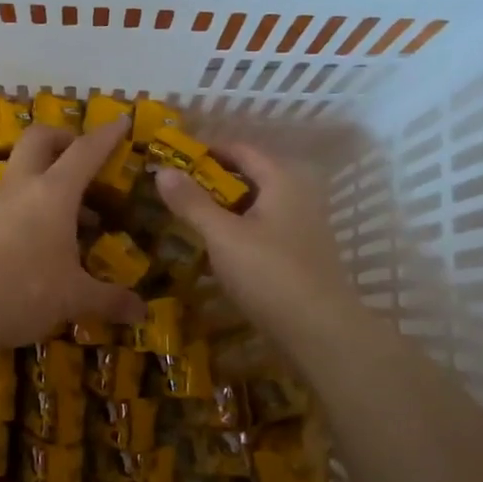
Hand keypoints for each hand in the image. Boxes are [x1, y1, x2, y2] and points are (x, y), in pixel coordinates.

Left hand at [0, 119, 148, 351]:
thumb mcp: (74, 298)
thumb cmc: (23, 291)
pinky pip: (7, 204)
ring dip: (46, 181)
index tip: (121, 121)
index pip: (84, 152)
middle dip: (63, 138)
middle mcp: (21, 188)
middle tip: (83, 158)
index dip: (106, 135)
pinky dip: (28, 210)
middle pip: (39, 140)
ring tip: (72, 218)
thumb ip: (109, 300)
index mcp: (53, 193)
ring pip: (20, 173)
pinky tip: (39, 244)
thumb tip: (141, 313)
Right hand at [154, 143, 350, 334]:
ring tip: (189, 215)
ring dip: (224, 206)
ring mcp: (303, 225)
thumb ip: (192, 202)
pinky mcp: (301, 253)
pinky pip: (263, 227)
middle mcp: (298, 195)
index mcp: (283, 180)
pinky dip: (238, 228)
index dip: (207, 150)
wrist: (320, 332)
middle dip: (212, 179)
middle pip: (250, 176)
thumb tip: (162, 170)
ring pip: (256, 204)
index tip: (173, 156)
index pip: (241, 149)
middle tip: (175, 187)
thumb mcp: (223, 235)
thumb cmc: (269, 274)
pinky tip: (217, 246)